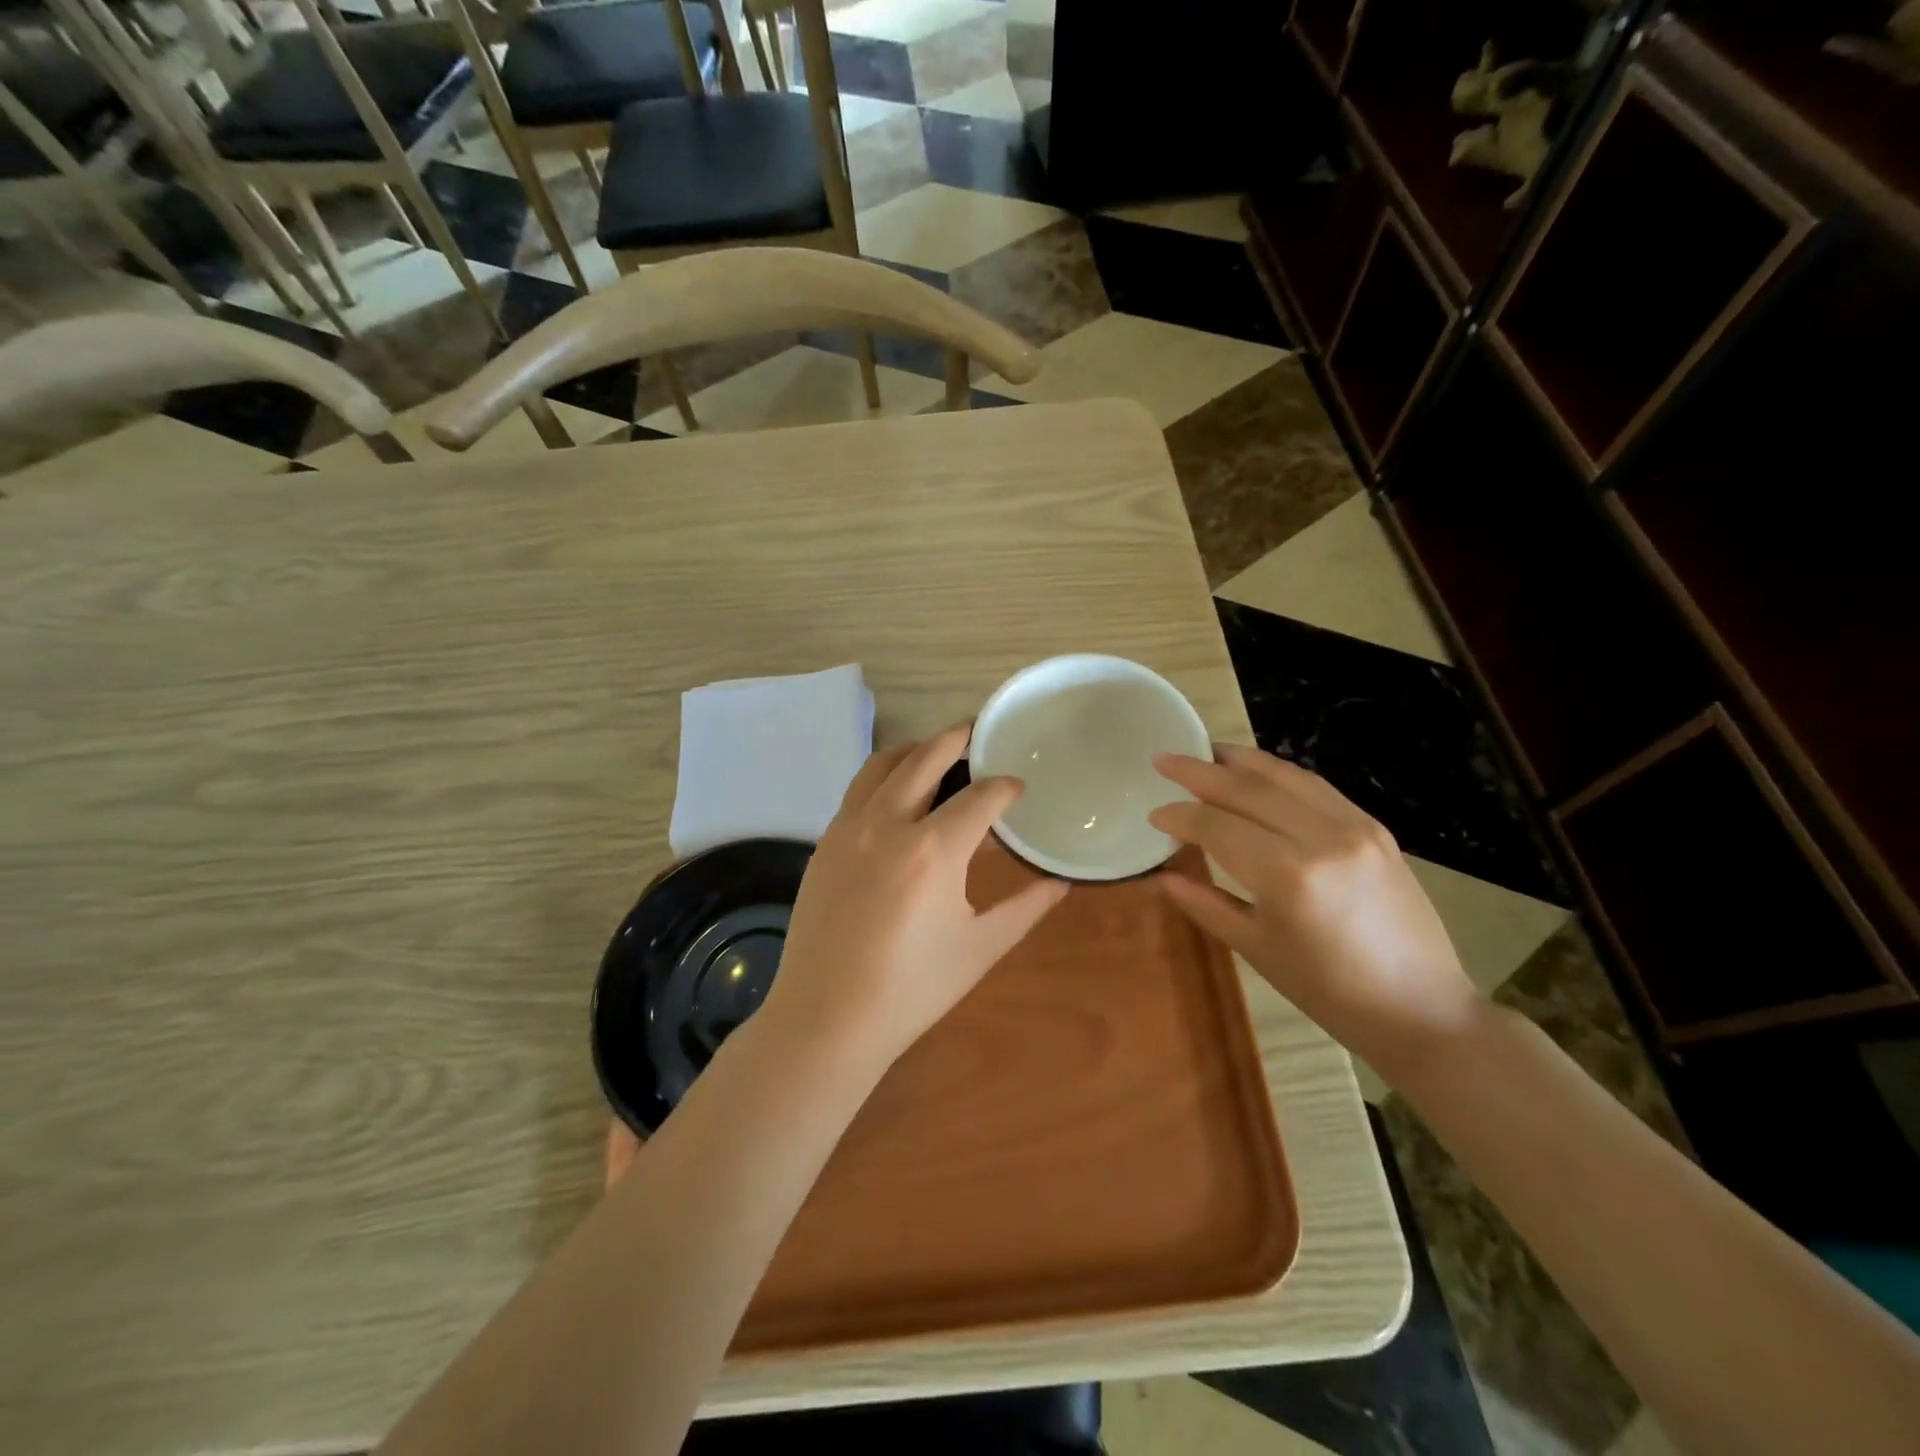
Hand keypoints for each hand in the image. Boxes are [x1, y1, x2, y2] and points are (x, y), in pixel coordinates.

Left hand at [759, 723, 1069, 1072]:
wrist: (827, 1018)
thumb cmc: (913, 989)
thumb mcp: (980, 947)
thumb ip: (1025, 907)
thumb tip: (1060, 882)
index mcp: (933, 850)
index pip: (980, 797)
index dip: (1005, 787)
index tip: (1018, 788)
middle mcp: (888, 823)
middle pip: (926, 757)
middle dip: (958, 739)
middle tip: (979, 733)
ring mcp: (848, 828)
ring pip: (883, 764)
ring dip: (915, 749)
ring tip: (937, 752)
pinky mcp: (825, 842)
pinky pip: (857, 789)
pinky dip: (884, 776)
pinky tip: (898, 795)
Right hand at [1149, 744, 1481, 1084]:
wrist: (1420, 1007)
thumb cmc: (1328, 991)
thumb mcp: (1256, 950)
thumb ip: (1205, 904)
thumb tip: (1161, 876)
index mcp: (1288, 876)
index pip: (1218, 826)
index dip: (1180, 816)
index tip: (1154, 813)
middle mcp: (1322, 838)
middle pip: (1248, 789)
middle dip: (1199, 771)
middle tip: (1164, 760)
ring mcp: (1354, 827)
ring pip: (1285, 776)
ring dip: (1239, 760)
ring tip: (1205, 751)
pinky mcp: (1374, 827)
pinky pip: (1316, 787)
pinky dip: (1279, 773)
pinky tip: (1257, 773)